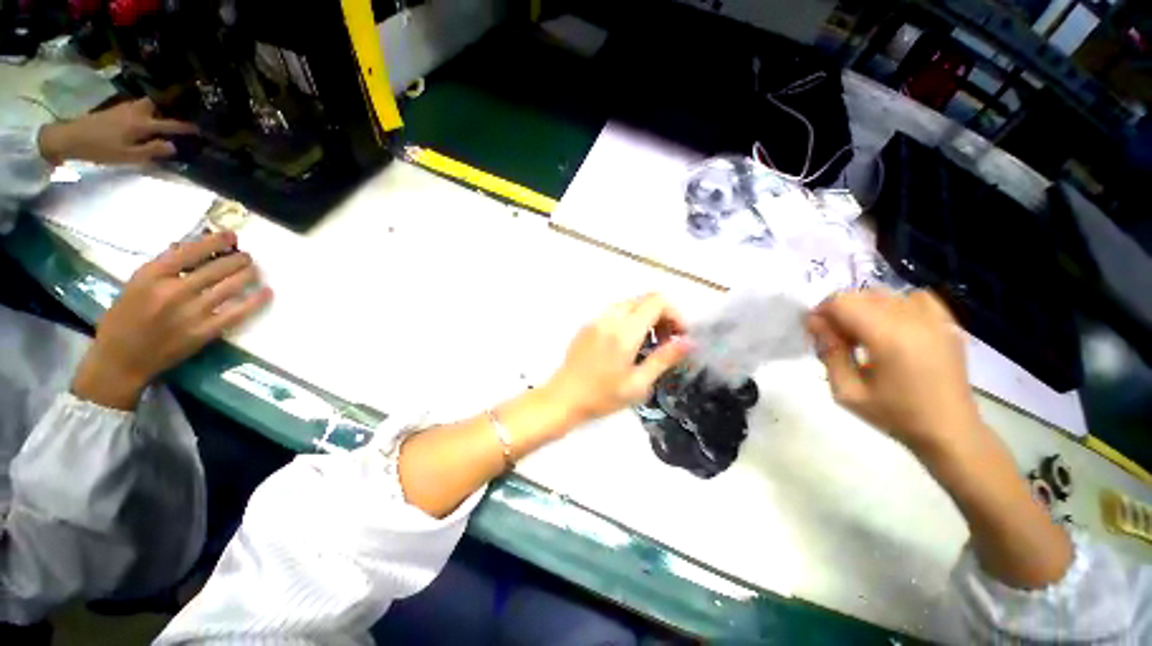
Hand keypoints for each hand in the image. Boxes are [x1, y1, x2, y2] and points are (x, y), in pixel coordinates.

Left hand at [37, 98, 195, 165]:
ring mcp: (123, 109)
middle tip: (172, 117)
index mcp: (141, 125)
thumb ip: (152, 150)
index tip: (198, 129)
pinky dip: (141, 112)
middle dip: (165, 108)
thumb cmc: (101, 149)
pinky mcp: (113, 110)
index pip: (169, 125)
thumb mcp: (128, 156)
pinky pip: (134, 108)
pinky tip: (140, 120)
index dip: (184, 128)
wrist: (70, 138)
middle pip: (155, 104)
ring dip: (152, 110)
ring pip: (144, 105)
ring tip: (157, 119)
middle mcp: (135, 112)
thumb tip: (173, 146)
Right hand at [72, 232, 271, 409]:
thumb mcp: (136, 285)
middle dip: (237, 259)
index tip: (232, 235)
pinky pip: (237, 313)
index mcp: (152, 276)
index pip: (191, 252)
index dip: (216, 242)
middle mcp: (174, 291)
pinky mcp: (204, 332)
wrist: (120, 360)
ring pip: (230, 287)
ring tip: (255, 269)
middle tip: (247, 256)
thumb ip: (164, 269)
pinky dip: (255, 301)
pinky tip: (266, 292)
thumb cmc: (123, 319)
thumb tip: (193, 250)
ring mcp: (191, 313)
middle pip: (216, 268)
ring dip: (248, 275)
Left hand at [543, 293, 693, 425]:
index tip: (679, 335)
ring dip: (645, 316)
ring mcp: (597, 318)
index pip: (657, 301)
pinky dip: (629, 319)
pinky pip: (614, 311)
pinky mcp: (588, 324)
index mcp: (625, 331)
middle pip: (644, 299)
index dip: (675, 314)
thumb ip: (664, 358)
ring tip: (647, 343)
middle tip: (666, 341)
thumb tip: (690, 342)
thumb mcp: (638, 384)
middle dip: (662, 315)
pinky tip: (627, 343)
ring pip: (629, 304)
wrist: (563, 398)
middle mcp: (610, 317)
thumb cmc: (602, 397)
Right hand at [805, 289, 981, 456]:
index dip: (821, 312)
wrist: (950, 431)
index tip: (816, 333)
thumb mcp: (847, 391)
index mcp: (888, 337)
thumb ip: (829, 352)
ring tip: (863, 335)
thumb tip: (815, 322)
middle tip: (836, 340)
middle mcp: (913, 319)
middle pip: (861, 295)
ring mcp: (935, 319)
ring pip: (884, 294)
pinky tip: (893, 326)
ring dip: (864, 309)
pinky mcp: (947, 323)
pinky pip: (914, 297)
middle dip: (840, 312)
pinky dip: (895, 305)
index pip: (842, 302)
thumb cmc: (894, 415)